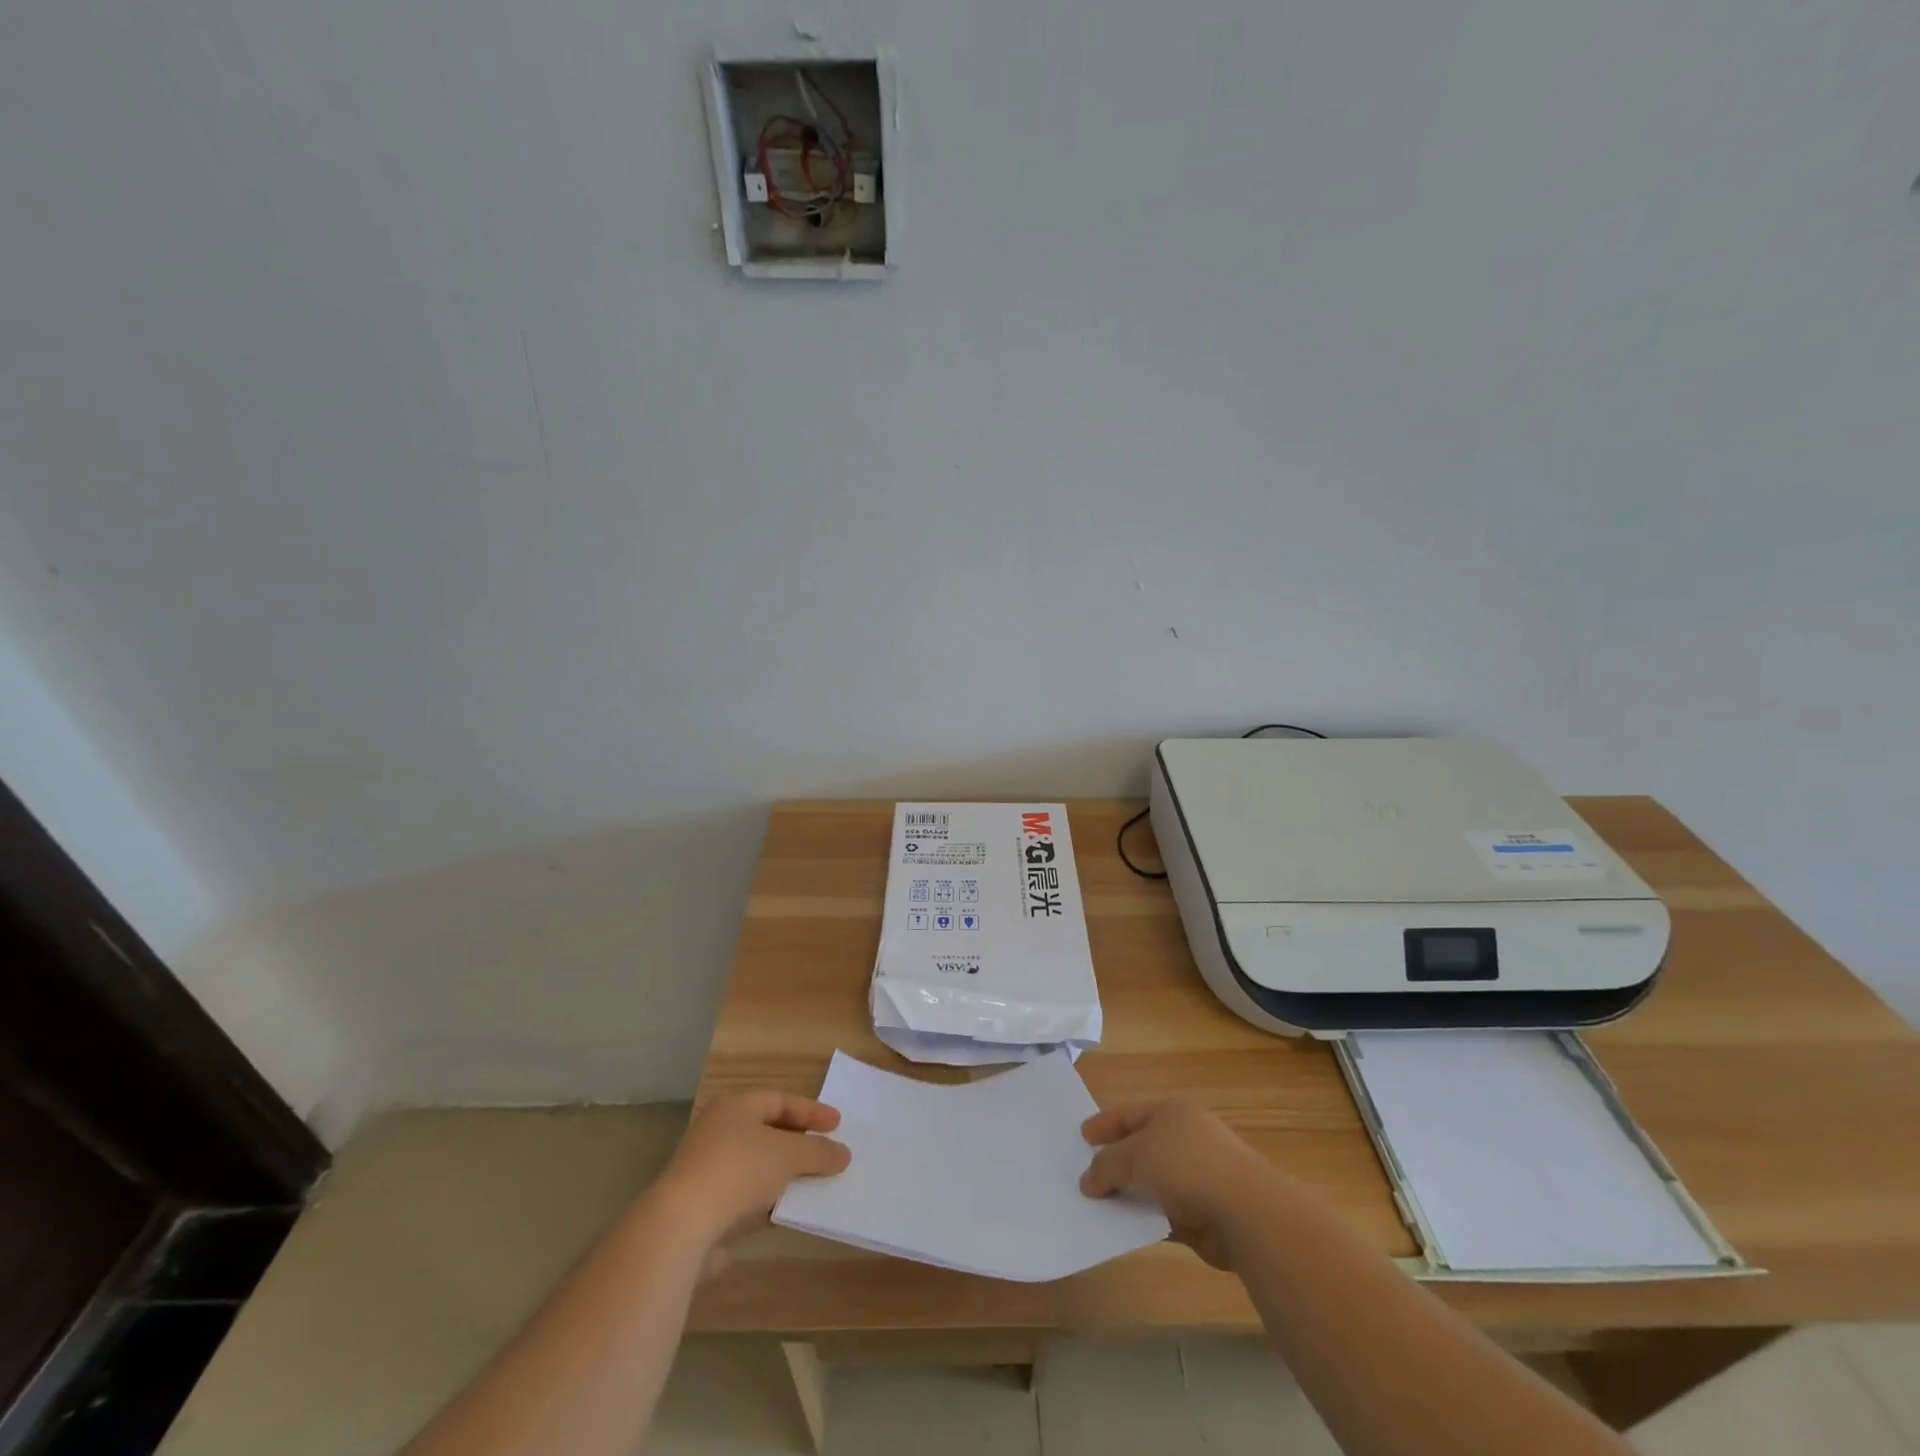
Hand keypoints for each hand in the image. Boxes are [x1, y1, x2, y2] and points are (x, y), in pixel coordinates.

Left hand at [649, 1090, 850, 1253]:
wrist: (681, 1227)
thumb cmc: (738, 1171)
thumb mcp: (788, 1155)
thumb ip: (818, 1151)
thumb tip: (844, 1154)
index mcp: (735, 1106)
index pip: (780, 1100)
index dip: (811, 1110)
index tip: (838, 1125)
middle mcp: (719, 1130)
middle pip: (768, 1130)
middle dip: (799, 1142)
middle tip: (826, 1150)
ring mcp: (709, 1168)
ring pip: (758, 1164)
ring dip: (785, 1173)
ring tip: (815, 1182)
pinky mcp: (705, 1205)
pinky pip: (747, 1194)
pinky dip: (769, 1199)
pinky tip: (789, 1210)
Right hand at [1080, 1099, 1277, 1269]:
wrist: (1244, 1211)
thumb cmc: (1185, 1166)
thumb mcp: (1134, 1157)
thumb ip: (1106, 1166)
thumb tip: (1087, 1181)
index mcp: (1170, 1112)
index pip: (1129, 1113)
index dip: (1104, 1124)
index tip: (1081, 1138)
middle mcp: (1184, 1138)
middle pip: (1140, 1146)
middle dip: (1114, 1161)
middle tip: (1084, 1175)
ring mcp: (1197, 1175)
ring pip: (1152, 1182)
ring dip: (1129, 1194)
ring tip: (1098, 1207)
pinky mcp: (1204, 1212)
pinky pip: (1164, 1212)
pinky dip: (1146, 1218)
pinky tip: (1125, 1229)